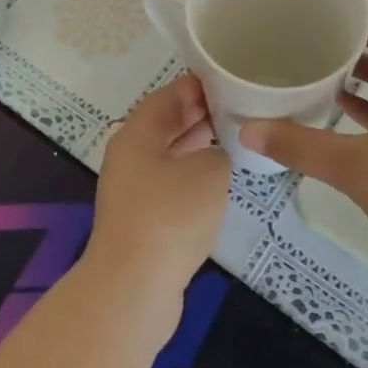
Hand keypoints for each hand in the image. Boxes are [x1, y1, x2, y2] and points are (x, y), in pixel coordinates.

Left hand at [86, 75, 231, 303]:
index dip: (198, 85)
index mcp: (137, 135)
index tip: (229, 79)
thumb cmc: (171, 215)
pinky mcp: (142, 221)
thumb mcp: (209, 171)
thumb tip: (215, 155)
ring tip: (235, 137)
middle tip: (238, 106)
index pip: (168, 96)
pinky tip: (218, 181)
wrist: (134, 287)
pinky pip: (171, 185)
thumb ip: (219, 152)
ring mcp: (133, 191)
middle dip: (200, 114)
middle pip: (166, 125)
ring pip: (169, 155)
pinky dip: (193, 176)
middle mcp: (130, 157)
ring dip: (198, 145)